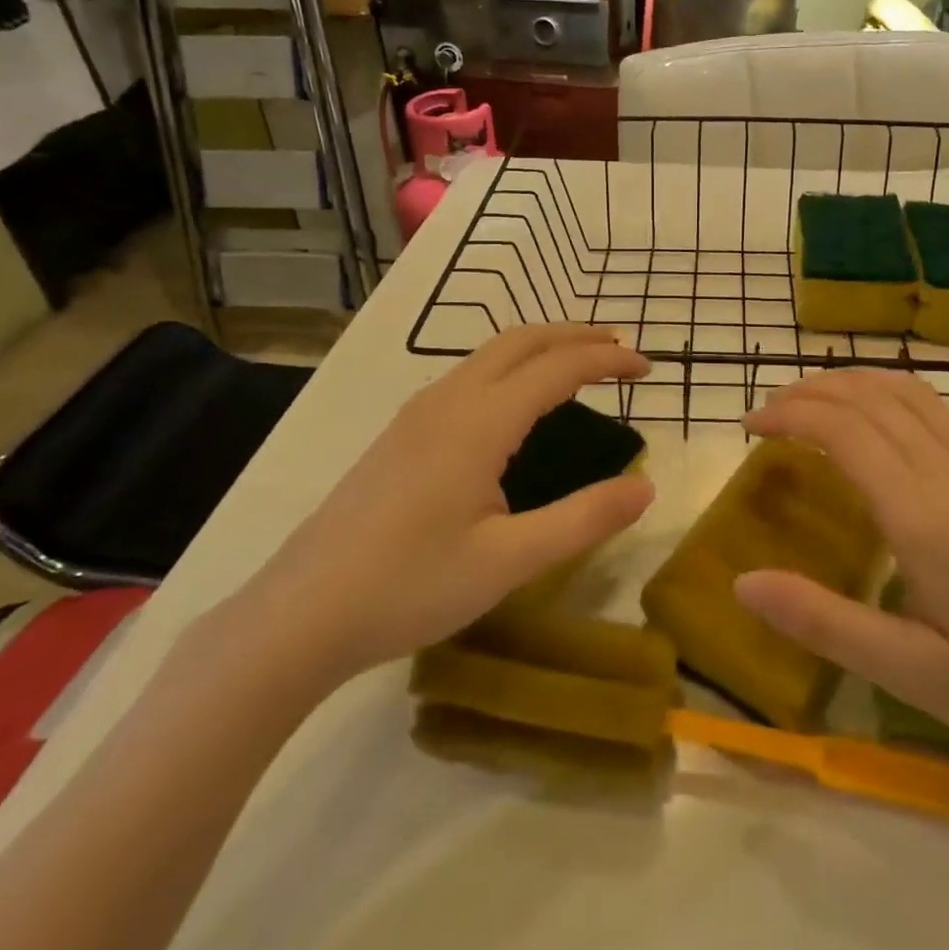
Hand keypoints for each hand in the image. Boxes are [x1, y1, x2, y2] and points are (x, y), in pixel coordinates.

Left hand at [233, 324, 653, 702]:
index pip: (557, 367)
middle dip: (575, 335)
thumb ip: (584, 519)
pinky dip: (510, 368)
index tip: (647, 367)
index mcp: (479, 422)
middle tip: (619, 350)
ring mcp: (417, 414)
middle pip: (520, 340)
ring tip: (577, 366)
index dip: (607, 360)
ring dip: (540, 348)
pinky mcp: (400, 434)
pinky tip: (516, 405)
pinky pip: (468, 376)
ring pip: (489, 354)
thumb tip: (646, 487)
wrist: (301, 614)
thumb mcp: (510, 561)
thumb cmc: (410, 587)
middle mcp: (448, 400)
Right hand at [735, 369, 948, 777]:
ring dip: (849, 382)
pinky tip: (871, 416)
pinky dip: (886, 391)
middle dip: (809, 391)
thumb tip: (742, 582)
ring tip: (806, 401)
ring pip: (906, 390)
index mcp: (924, 516)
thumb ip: (823, 622)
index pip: (844, 430)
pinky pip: (933, 406)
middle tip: (765, 414)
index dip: (790, 415)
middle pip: (870, 397)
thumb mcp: (910, 673)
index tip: (748, 426)